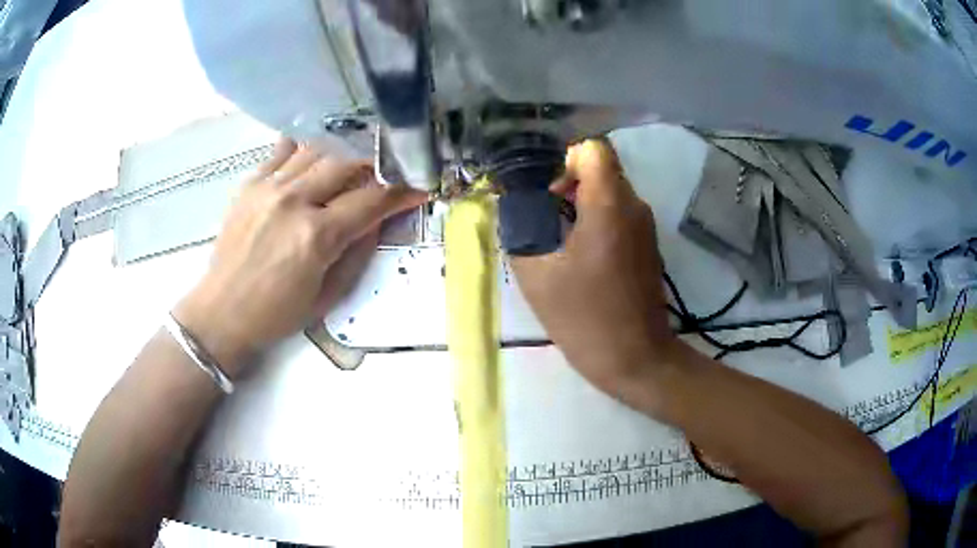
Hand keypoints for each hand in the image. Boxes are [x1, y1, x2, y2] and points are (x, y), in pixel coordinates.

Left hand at [174, 139, 427, 374]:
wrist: (222, 312)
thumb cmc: (277, 313)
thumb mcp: (329, 294)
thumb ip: (358, 251)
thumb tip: (380, 217)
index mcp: (316, 236)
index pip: (372, 199)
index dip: (402, 190)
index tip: (420, 185)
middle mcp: (293, 201)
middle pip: (347, 161)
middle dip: (377, 160)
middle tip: (390, 166)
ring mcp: (269, 187)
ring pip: (318, 148)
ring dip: (344, 150)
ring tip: (357, 156)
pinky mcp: (250, 183)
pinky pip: (284, 149)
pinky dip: (307, 146)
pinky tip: (318, 152)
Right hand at [511, 139, 674, 412]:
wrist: (636, 359)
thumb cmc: (586, 319)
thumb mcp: (537, 277)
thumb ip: (520, 234)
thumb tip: (514, 211)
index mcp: (608, 206)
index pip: (593, 150)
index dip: (566, 162)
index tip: (549, 195)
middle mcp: (634, 207)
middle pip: (602, 168)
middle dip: (570, 183)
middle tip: (547, 218)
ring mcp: (646, 227)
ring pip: (612, 191)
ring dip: (584, 204)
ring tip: (560, 240)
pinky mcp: (648, 246)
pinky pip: (621, 214)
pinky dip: (599, 221)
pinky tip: (582, 257)